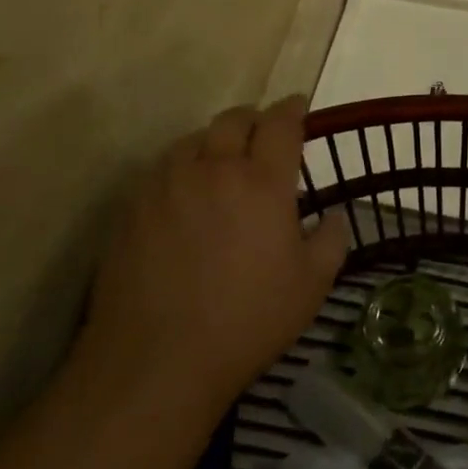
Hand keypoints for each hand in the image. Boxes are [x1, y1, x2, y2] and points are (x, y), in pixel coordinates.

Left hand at [83, 98, 347, 415]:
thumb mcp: (311, 285)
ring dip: (215, 142)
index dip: (293, 109)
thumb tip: (335, 216)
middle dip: (254, 119)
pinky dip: (181, 168)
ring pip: (193, 140)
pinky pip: (161, 169)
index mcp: (263, 181)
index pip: (281, 123)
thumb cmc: (246, 321)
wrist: (155, 361)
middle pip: (234, 119)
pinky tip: (184, 195)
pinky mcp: (132, 207)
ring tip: (221, 164)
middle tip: (263, 135)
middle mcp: (214, 168)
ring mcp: (167, 185)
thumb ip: (332, 240)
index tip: (299, 107)